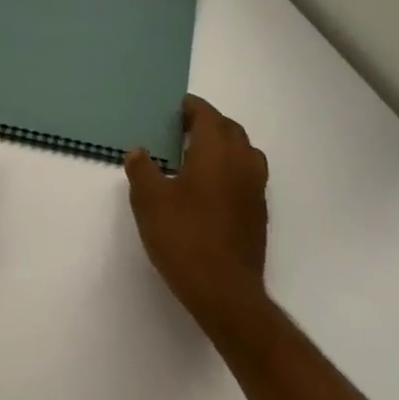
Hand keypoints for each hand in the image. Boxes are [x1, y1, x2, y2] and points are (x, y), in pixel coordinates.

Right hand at [126, 95, 270, 335]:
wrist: (225, 292)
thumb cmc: (184, 238)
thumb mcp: (149, 201)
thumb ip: (143, 170)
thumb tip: (139, 151)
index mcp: (216, 152)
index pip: (208, 115)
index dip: (191, 108)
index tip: (174, 107)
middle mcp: (242, 163)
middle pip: (229, 130)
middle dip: (208, 123)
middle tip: (181, 128)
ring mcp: (255, 189)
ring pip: (243, 152)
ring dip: (223, 145)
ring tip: (196, 155)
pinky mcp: (259, 212)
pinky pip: (247, 175)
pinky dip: (230, 168)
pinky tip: (209, 187)